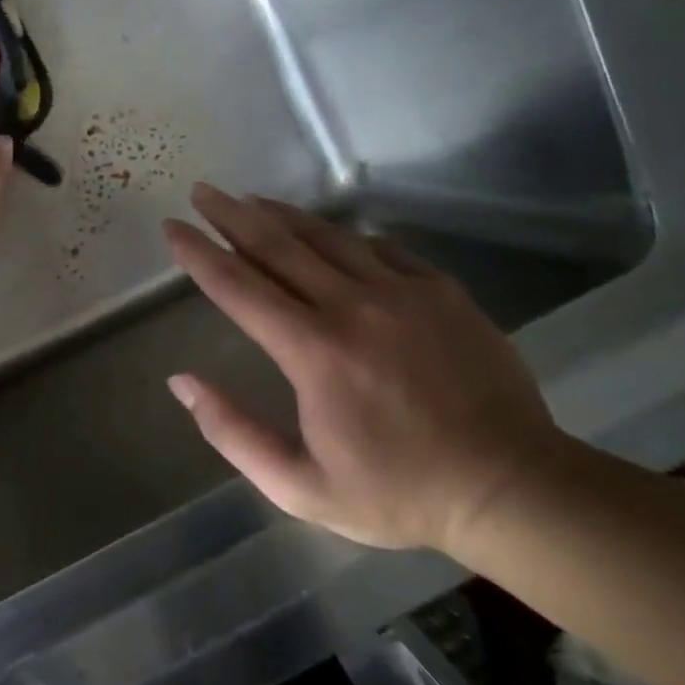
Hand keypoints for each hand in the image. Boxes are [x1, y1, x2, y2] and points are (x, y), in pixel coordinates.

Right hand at [163, 186, 568, 552]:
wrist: (511, 487)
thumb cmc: (398, 492)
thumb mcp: (300, 487)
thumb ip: (233, 433)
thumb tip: (182, 382)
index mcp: (314, 352)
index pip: (239, 287)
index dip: (200, 254)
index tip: (172, 228)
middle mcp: (353, 307)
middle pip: (277, 246)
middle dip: (231, 214)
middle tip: (202, 191)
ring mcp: (402, 291)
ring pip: (327, 237)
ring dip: (282, 215)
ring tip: (250, 199)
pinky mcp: (440, 290)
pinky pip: (379, 247)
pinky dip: (342, 235)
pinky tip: (328, 233)